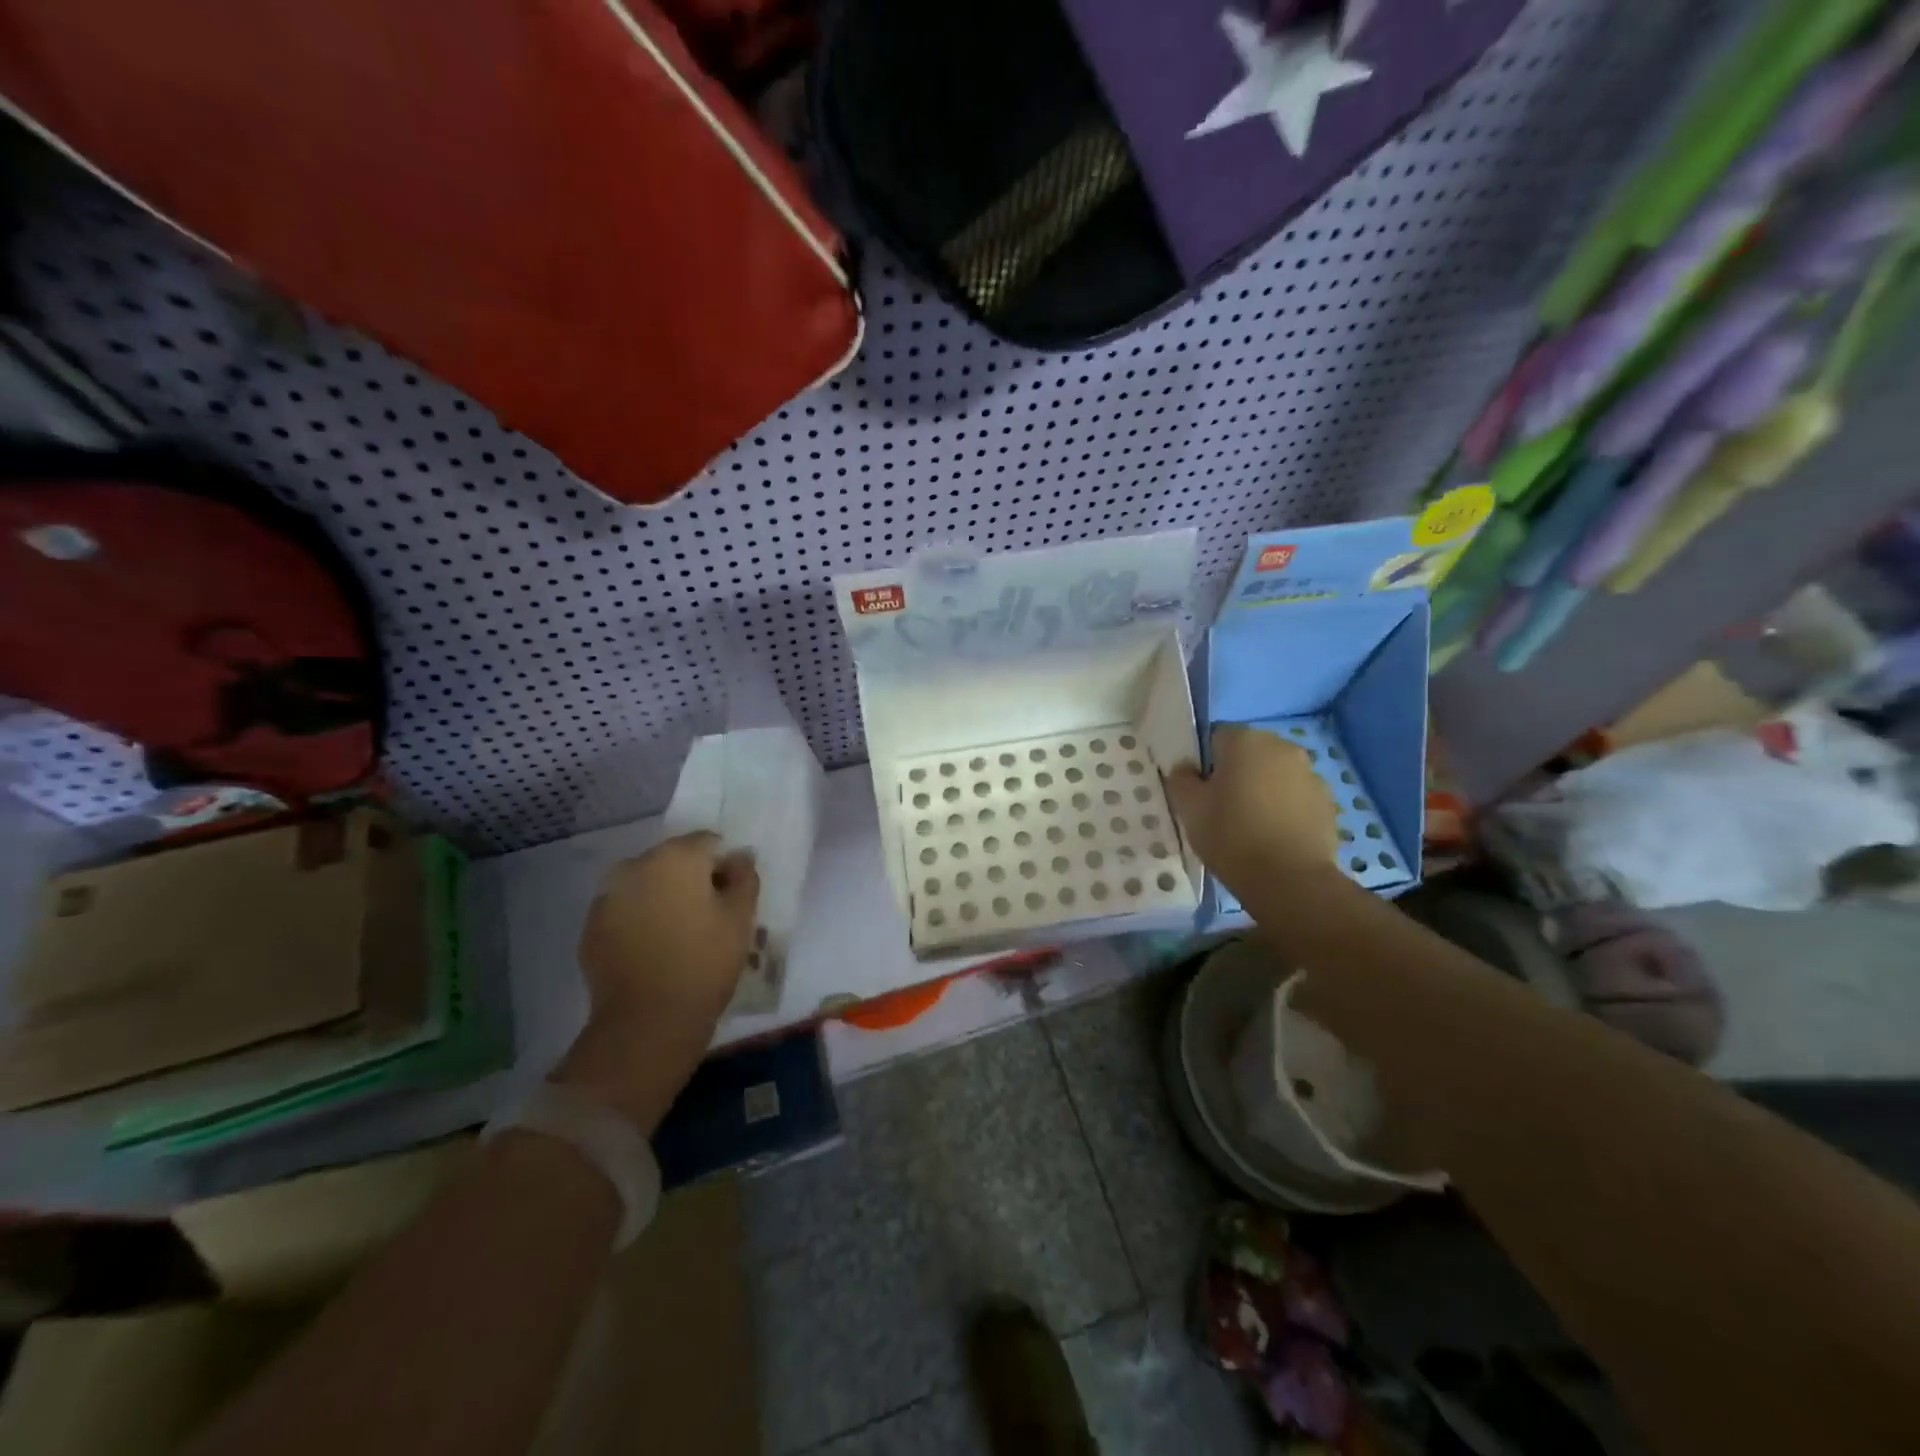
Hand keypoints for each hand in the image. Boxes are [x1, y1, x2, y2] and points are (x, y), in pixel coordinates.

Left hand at [555, 833, 759, 1131]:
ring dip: (663, 898)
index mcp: (677, 856)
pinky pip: (625, 910)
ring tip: (677, 935)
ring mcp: (608, 896)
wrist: (647, 1022)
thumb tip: (738, 857)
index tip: (730, 898)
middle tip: (707, 918)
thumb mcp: (741, 918)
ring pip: (646, 884)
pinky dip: (639, 919)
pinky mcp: (591, 927)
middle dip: (691, 880)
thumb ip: (744, 877)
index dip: (724, 867)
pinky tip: (653, 950)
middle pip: (674, 859)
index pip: (709, 843)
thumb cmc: (705, 963)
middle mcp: (636, 865)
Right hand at [1167, 724, 1340, 898]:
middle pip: (1249, 754)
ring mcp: (1310, 774)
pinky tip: (1274, 837)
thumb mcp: (1189, 808)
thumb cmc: (1231, 836)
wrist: (1289, 880)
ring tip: (1250, 826)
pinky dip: (1284, 809)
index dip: (1205, 764)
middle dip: (1236, 773)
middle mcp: (1282, 747)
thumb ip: (1181, 779)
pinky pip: (1296, 797)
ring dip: (1263, 790)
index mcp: (1245, 740)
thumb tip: (1186, 769)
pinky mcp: (1327, 803)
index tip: (1201, 792)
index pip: (1215, 738)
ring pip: (1275, 775)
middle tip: (1222, 809)